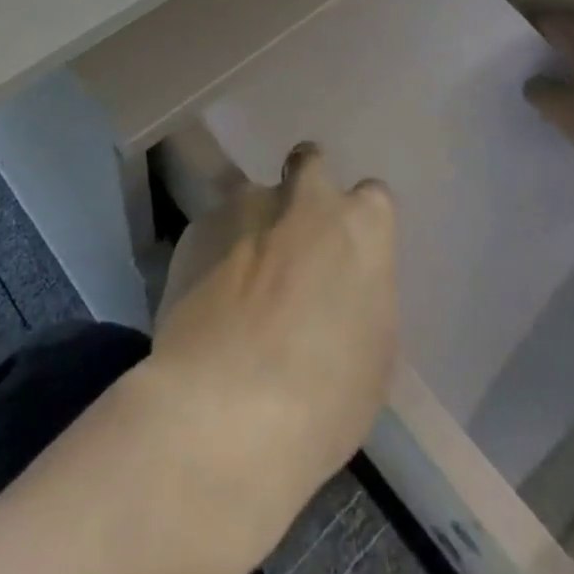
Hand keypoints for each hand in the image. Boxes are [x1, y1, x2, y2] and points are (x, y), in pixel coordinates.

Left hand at [151, 143, 397, 502]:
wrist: (224, 411)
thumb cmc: (324, 396)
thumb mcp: (376, 352)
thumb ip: (362, 295)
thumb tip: (342, 287)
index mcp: (362, 224)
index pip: (372, 197)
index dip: (359, 223)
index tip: (347, 254)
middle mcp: (306, 196)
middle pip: (310, 162)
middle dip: (306, 186)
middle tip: (296, 236)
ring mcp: (246, 205)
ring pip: (255, 197)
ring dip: (255, 224)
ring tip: (240, 278)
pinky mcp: (197, 226)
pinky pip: (214, 229)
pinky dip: (215, 252)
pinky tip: (206, 298)